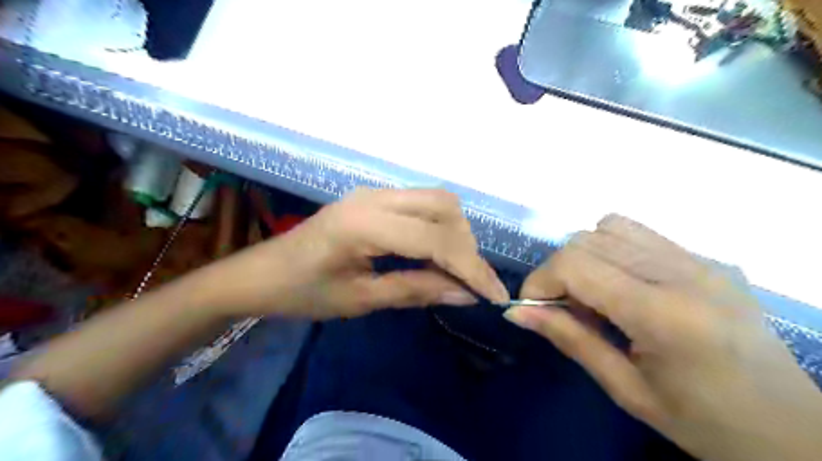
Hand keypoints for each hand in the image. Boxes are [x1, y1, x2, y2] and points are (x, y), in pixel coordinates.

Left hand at [210, 189, 507, 318]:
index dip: (471, 268)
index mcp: (365, 223)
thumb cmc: (302, 293)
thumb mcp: (360, 299)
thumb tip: (466, 295)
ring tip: (452, 271)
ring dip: (454, 234)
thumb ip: (415, 291)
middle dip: (466, 246)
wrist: (260, 273)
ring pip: (436, 201)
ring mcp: (374, 193)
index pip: (436, 239)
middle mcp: (375, 197)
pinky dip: (437, 228)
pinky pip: (420, 205)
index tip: (495, 296)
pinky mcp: (373, 199)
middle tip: (467, 284)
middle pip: (445, 207)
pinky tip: (433, 255)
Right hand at [508, 214, 821, 460]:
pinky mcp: (708, 258)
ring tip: (593, 294)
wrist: (791, 429)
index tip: (532, 306)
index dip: (540, 280)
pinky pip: (639, 234)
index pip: (577, 265)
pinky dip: (611, 250)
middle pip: (588, 239)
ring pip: (609, 227)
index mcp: (664, 314)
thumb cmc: (703, 422)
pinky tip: (622, 285)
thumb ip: (569, 340)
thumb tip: (516, 312)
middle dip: (558, 270)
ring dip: (584, 256)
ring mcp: (701, 259)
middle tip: (564, 308)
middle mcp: (683, 273)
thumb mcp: (626, 389)